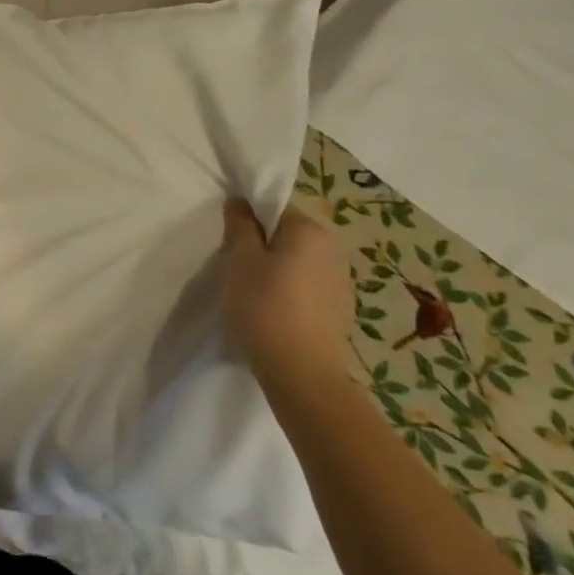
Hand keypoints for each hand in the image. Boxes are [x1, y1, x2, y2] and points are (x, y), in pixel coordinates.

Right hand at [219, 201, 354, 391]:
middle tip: (238, 267)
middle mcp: (333, 249)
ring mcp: (342, 280)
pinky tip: (275, 310)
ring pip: (299, 260)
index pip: (274, 208)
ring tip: (255, 291)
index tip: (231, 242)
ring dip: (278, 268)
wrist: (301, 371)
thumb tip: (240, 202)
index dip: (249, 220)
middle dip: (264, 244)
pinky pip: (309, 284)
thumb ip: (240, 225)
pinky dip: (291, 289)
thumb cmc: (264, 306)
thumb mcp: (240, 259)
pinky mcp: (341, 308)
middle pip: (288, 234)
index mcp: (310, 231)